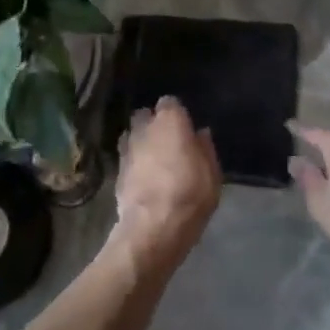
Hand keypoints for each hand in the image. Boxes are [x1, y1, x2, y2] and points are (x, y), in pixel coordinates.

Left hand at [112, 97, 221, 271]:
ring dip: (140, 142)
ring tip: (152, 158)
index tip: (184, 126)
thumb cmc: (190, 194)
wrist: (154, 227)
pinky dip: (133, 162)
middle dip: (153, 123)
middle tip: (167, 140)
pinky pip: (126, 158)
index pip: (169, 102)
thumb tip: (201, 133)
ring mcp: (127, 149)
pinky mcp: (117, 171)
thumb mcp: (212, 173)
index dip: (176, 113)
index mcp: (170, 122)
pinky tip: (143, 176)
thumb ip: (205, 149)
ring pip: (131, 135)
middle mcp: (145, 129)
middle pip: (144, 116)